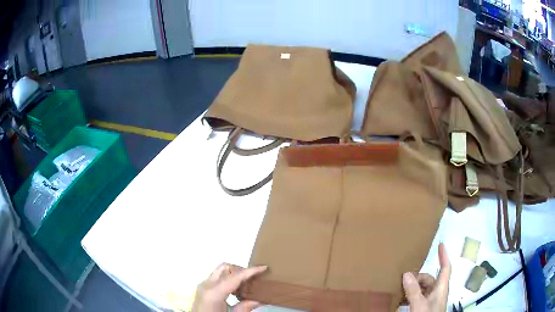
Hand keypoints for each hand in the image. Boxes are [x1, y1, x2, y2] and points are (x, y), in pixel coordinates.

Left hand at [192, 263, 266, 311]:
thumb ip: (245, 307)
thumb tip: (261, 299)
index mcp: (214, 292)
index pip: (235, 277)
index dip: (251, 271)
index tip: (264, 267)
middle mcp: (206, 284)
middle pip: (225, 267)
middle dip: (240, 270)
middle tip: (253, 279)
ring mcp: (203, 285)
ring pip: (220, 271)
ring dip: (234, 275)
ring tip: (245, 286)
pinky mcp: (202, 289)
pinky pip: (216, 278)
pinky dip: (227, 280)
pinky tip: (235, 291)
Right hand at [402, 243, 450, 311]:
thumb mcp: (419, 304)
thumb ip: (413, 290)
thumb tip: (406, 273)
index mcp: (441, 288)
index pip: (446, 267)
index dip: (444, 255)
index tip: (441, 244)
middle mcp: (437, 292)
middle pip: (429, 279)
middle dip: (417, 278)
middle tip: (403, 280)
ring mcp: (431, 301)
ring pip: (422, 289)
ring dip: (411, 289)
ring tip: (399, 292)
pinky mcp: (425, 308)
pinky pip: (418, 298)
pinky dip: (410, 297)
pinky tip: (400, 303)